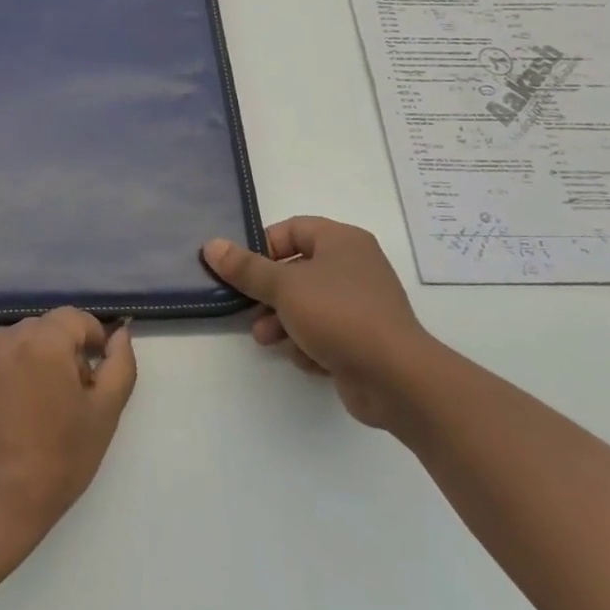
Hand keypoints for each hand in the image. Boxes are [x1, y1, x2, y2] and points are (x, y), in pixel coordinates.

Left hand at [0, 308, 137, 541]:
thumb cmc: (58, 460)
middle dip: (57, 353)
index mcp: (44, 341)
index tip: (92, 375)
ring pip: (10, 346)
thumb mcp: (104, 415)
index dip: (91, 340)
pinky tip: (0, 416)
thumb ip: (120, 365)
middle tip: (64, 398)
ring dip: (25, 364)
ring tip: (30, 409)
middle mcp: (5, 337)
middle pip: (41, 330)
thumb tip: (120, 334)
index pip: (74, 319)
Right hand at [203, 217, 431, 428]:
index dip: (263, 247)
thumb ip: (246, 268)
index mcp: (342, 241)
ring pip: (307, 304)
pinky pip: (325, 332)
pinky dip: (310, 343)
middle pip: (296, 270)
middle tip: (248, 309)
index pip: (292, 230)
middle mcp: (354, 266)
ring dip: (282, 321)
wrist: (397, 379)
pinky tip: (305, 359)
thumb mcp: (284, 287)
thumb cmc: (339, 316)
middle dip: (269, 294)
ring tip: (267, 339)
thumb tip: (211, 245)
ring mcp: (361, 304)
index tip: (243, 271)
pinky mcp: (364, 339)